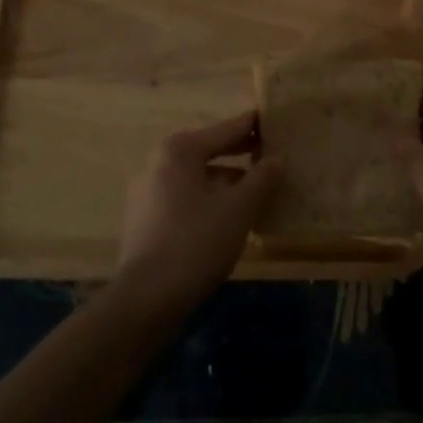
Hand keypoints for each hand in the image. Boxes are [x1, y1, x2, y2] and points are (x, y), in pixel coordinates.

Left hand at [116, 112, 279, 311]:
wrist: (146, 300)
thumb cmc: (197, 242)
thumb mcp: (239, 208)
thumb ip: (262, 178)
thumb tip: (278, 157)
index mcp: (180, 150)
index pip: (226, 129)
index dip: (254, 127)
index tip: (276, 122)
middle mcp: (158, 163)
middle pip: (209, 151)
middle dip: (241, 157)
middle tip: (273, 157)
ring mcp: (147, 192)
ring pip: (198, 178)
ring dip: (227, 183)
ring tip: (256, 194)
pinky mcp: (144, 220)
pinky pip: (185, 199)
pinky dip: (208, 201)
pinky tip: (229, 219)